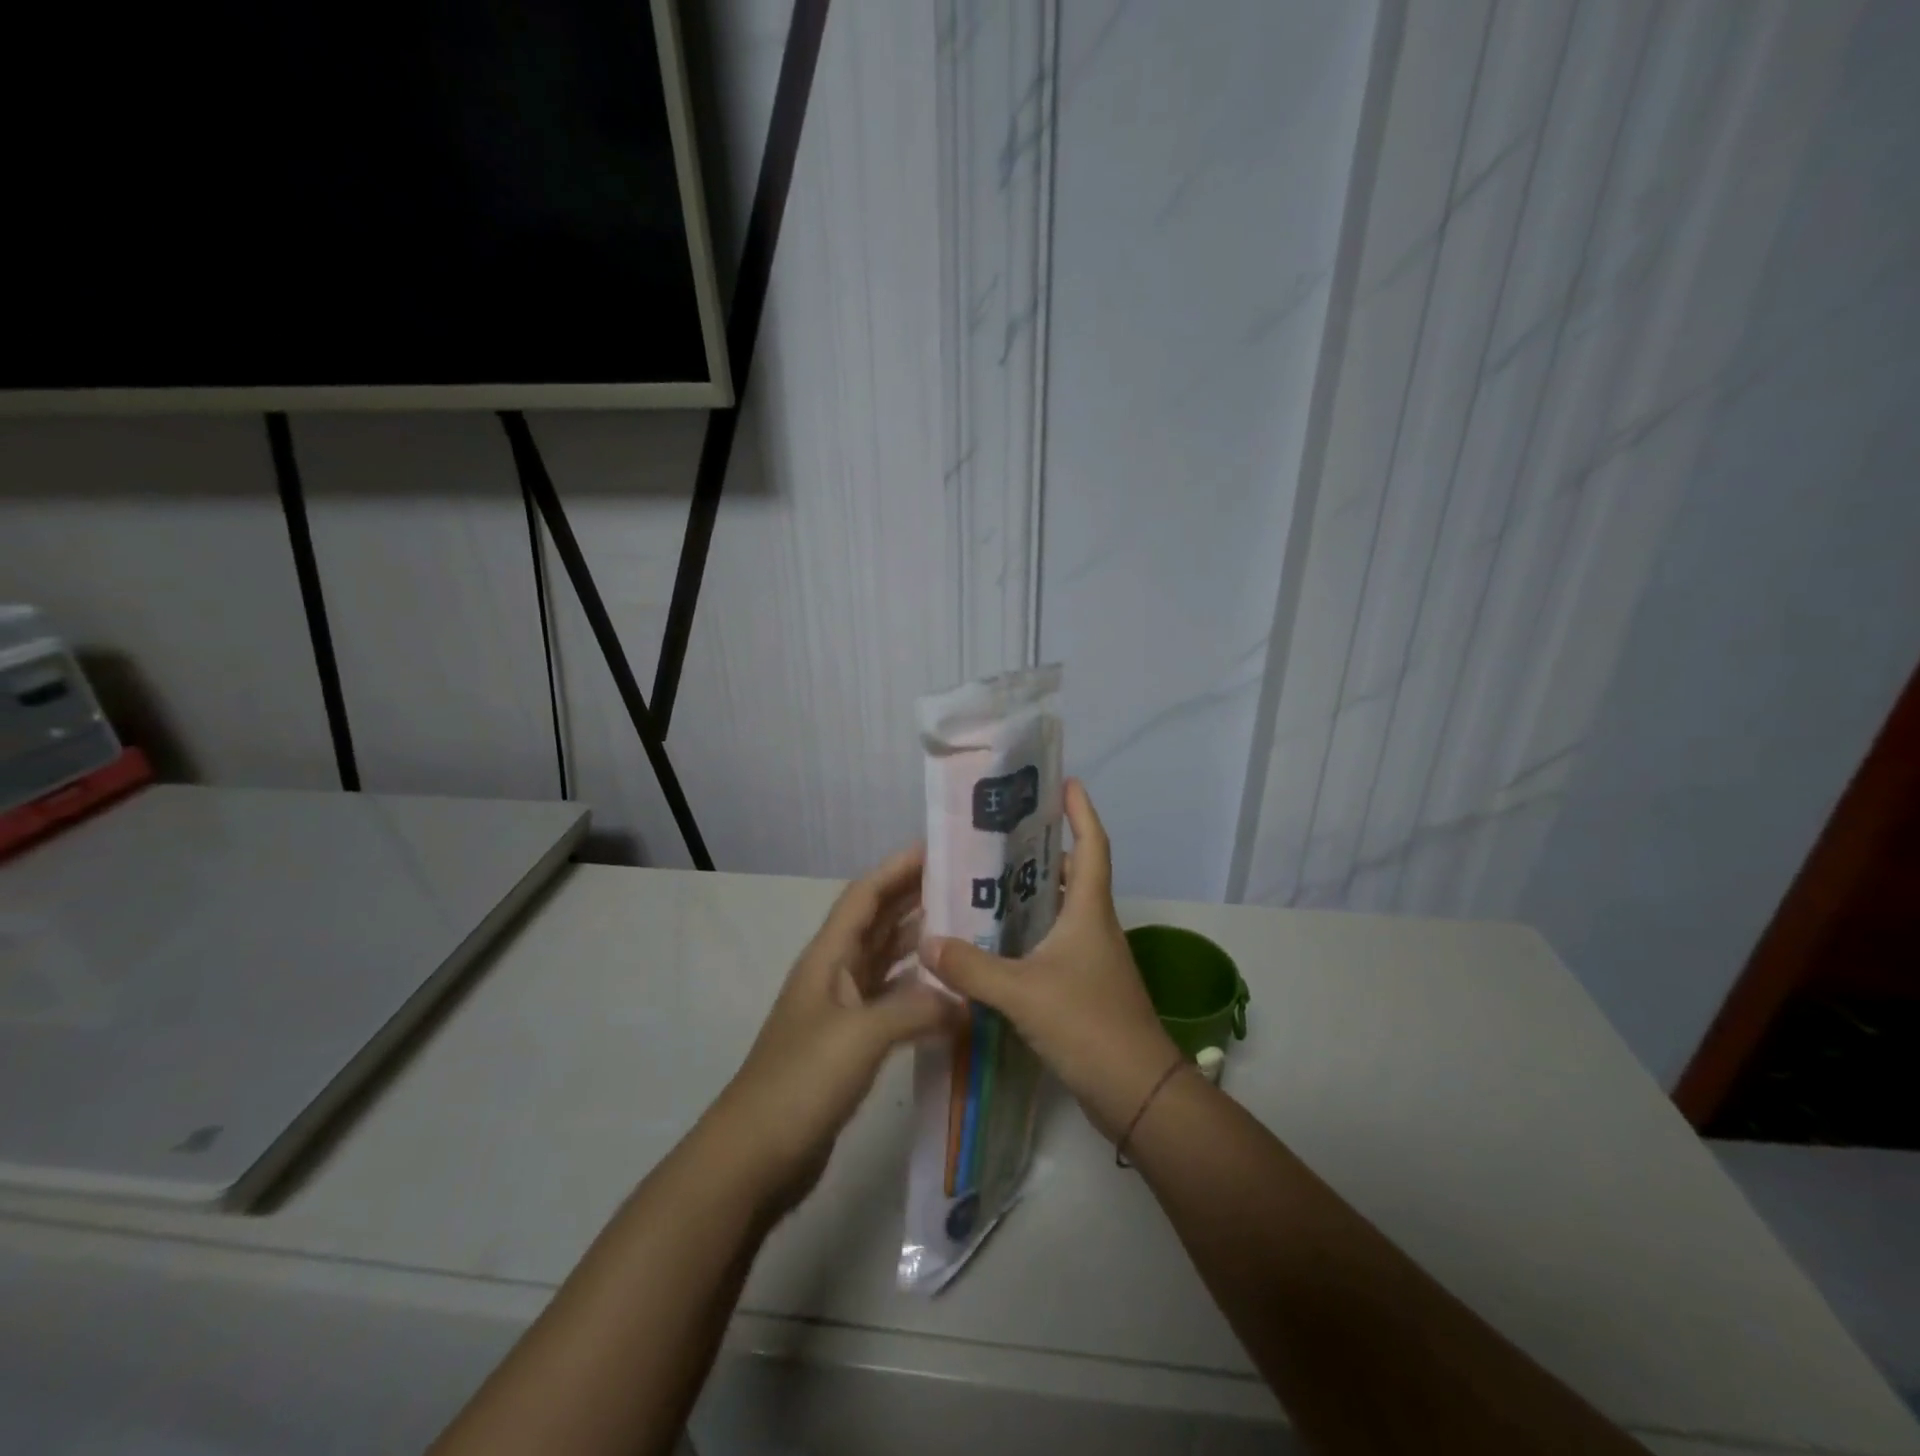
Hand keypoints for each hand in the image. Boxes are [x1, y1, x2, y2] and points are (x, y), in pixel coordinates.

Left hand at [709, 845, 959, 1213]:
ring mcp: (841, 1010)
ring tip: (966, 929)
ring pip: (885, 960)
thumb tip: (964, 1002)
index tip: (938, 849)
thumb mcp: (860, 1036)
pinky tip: (947, 993)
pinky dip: (917, 990)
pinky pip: (890, 1001)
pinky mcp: (850, 1044)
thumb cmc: (800, 1082)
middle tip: (965, 885)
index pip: (865, 896)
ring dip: (919, 942)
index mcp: (828, 958)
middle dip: (915, 898)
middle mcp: (834, 974)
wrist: (753, 1156)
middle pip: (877, 922)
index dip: (897, 868)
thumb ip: (916, 1010)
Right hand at [921, 780, 1180, 1140]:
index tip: (1065, 782)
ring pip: (1061, 911)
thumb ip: (972, 967)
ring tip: (988, 884)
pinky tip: (997, 944)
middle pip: (1073, 874)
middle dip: (1043, 850)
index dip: (1081, 811)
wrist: (1136, 1092)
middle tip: (1000, 838)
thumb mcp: (1022, 992)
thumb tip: (928, 941)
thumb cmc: (1088, 1024)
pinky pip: (1054, 944)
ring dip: (1033, 894)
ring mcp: (1093, 959)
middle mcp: (1094, 926)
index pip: (1092, 845)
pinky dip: (1030, 933)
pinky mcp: (1085, 988)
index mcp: (1089, 911)